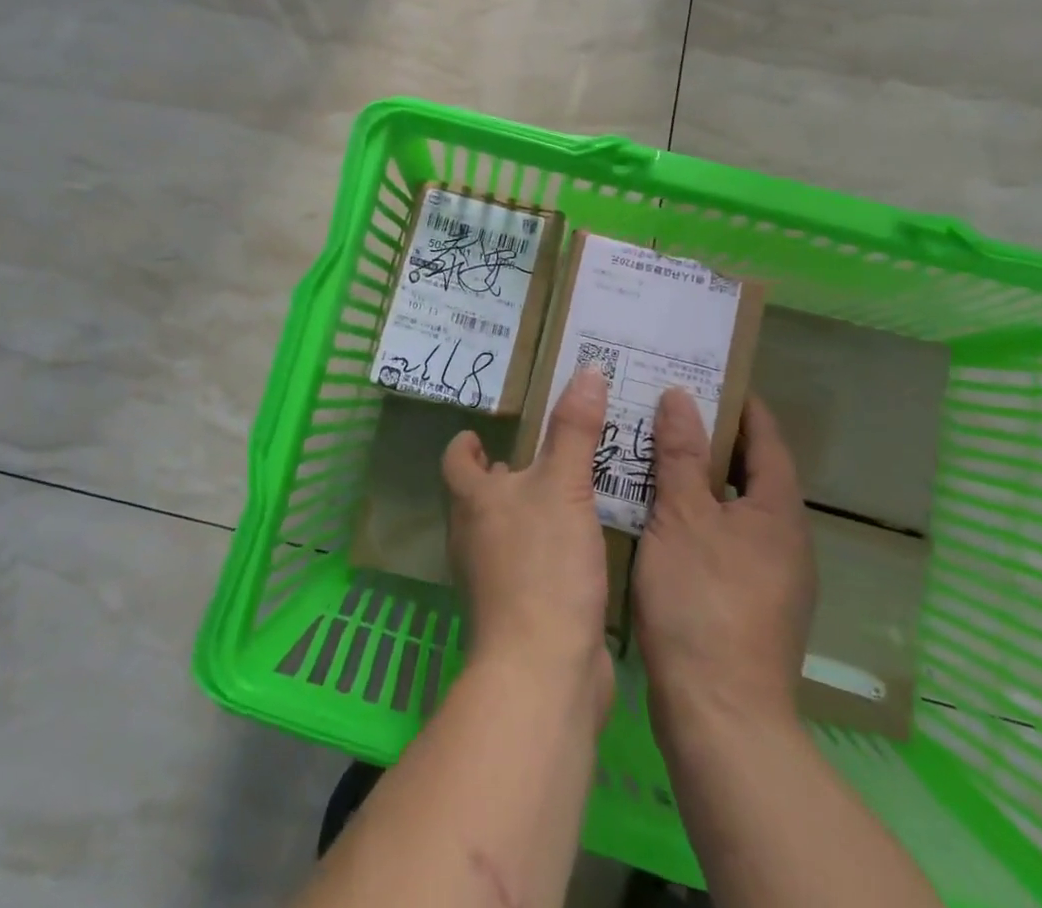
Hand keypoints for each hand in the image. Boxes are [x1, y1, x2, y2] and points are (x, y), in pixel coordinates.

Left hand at [442, 367, 614, 716]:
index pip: (456, 461)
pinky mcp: (517, 611)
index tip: (485, 433)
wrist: (543, 672)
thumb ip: (574, 430)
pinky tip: (579, 547)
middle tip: (542, 456)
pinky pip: (527, 565)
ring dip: (528, 512)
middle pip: (478, 496)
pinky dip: (545, 549)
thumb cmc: (544, 566)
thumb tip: (585, 370)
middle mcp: (473, 536)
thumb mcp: (564, 487)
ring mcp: (491, 579)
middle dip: (505, 475)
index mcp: (473, 501)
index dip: (467, 443)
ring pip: (504, 531)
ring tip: (566, 494)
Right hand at [634, 391, 814, 740]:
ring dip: (697, 477)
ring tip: (651, 451)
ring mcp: (770, 576)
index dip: (738, 402)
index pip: (765, 436)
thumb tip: (681, 396)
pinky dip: (694, 515)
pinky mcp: (747, 603)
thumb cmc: (702, 602)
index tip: (703, 373)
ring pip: (732, 507)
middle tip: (663, 407)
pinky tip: (655, 515)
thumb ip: (680, 454)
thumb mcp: (682, 517)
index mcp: (778, 510)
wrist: (721, 717)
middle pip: (749, 470)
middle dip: (710, 437)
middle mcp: (784, 538)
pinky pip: (722, 537)